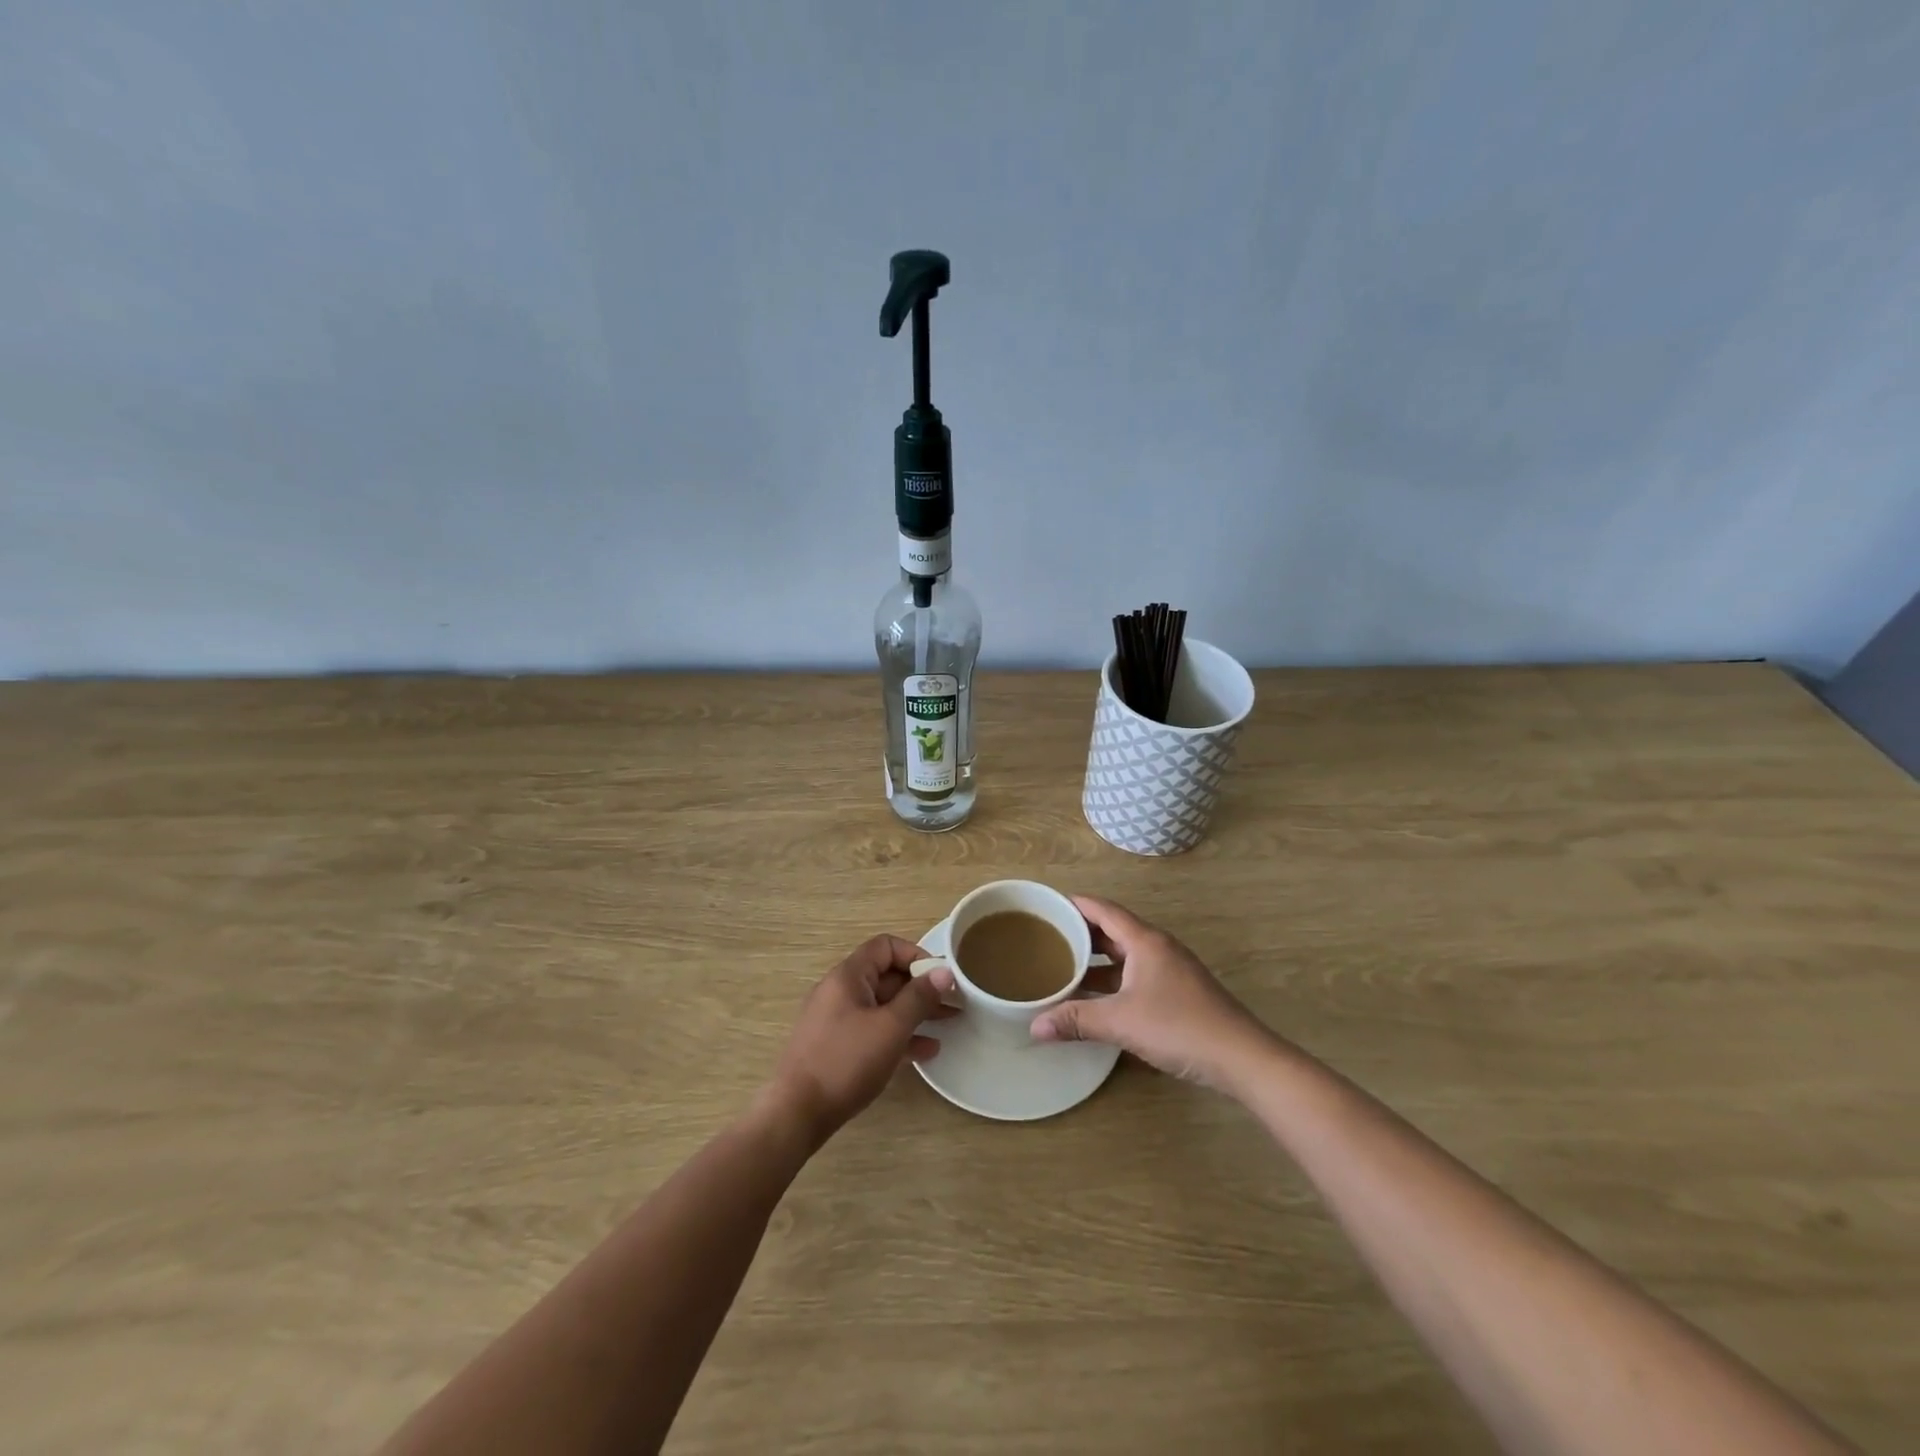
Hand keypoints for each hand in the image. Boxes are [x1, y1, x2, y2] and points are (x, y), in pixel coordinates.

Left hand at [766, 935, 956, 1146]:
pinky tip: (925, 1050)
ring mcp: (836, 1020)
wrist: (797, 1114)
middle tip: (954, 1002)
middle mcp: (840, 991)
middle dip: (921, 987)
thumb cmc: (846, 1062)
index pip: (886, 946)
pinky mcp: (836, 1047)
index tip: (940, 977)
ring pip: (882, 1005)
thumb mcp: (890, 1027)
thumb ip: (919, 997)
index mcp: (848, 976)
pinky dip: (898, 1034)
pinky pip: (873, 1030)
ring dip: (914, 1012)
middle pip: (886, 976)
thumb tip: (944, 971)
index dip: (916, 955)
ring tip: (948, 1023)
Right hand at [1029, 895, 1272, 1089]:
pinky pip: (1136, 973)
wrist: (1241, 1057)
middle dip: (1082, 933)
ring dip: (1098, 960)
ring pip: (1126, 954)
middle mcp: (1158, 948)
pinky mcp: (1179, 992)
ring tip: (1066, 968)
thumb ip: (1076, 1021)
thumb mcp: (1121, 1022)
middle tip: (1049, 939)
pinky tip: (1098, 998)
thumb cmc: (1179, 1027)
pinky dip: (1114, 978)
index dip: (1076, 904)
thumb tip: (1034, 1027)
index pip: (1104, 910)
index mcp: (1145, 941)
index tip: (1049, 906)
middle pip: (1114, 930)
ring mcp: (1171, 970)